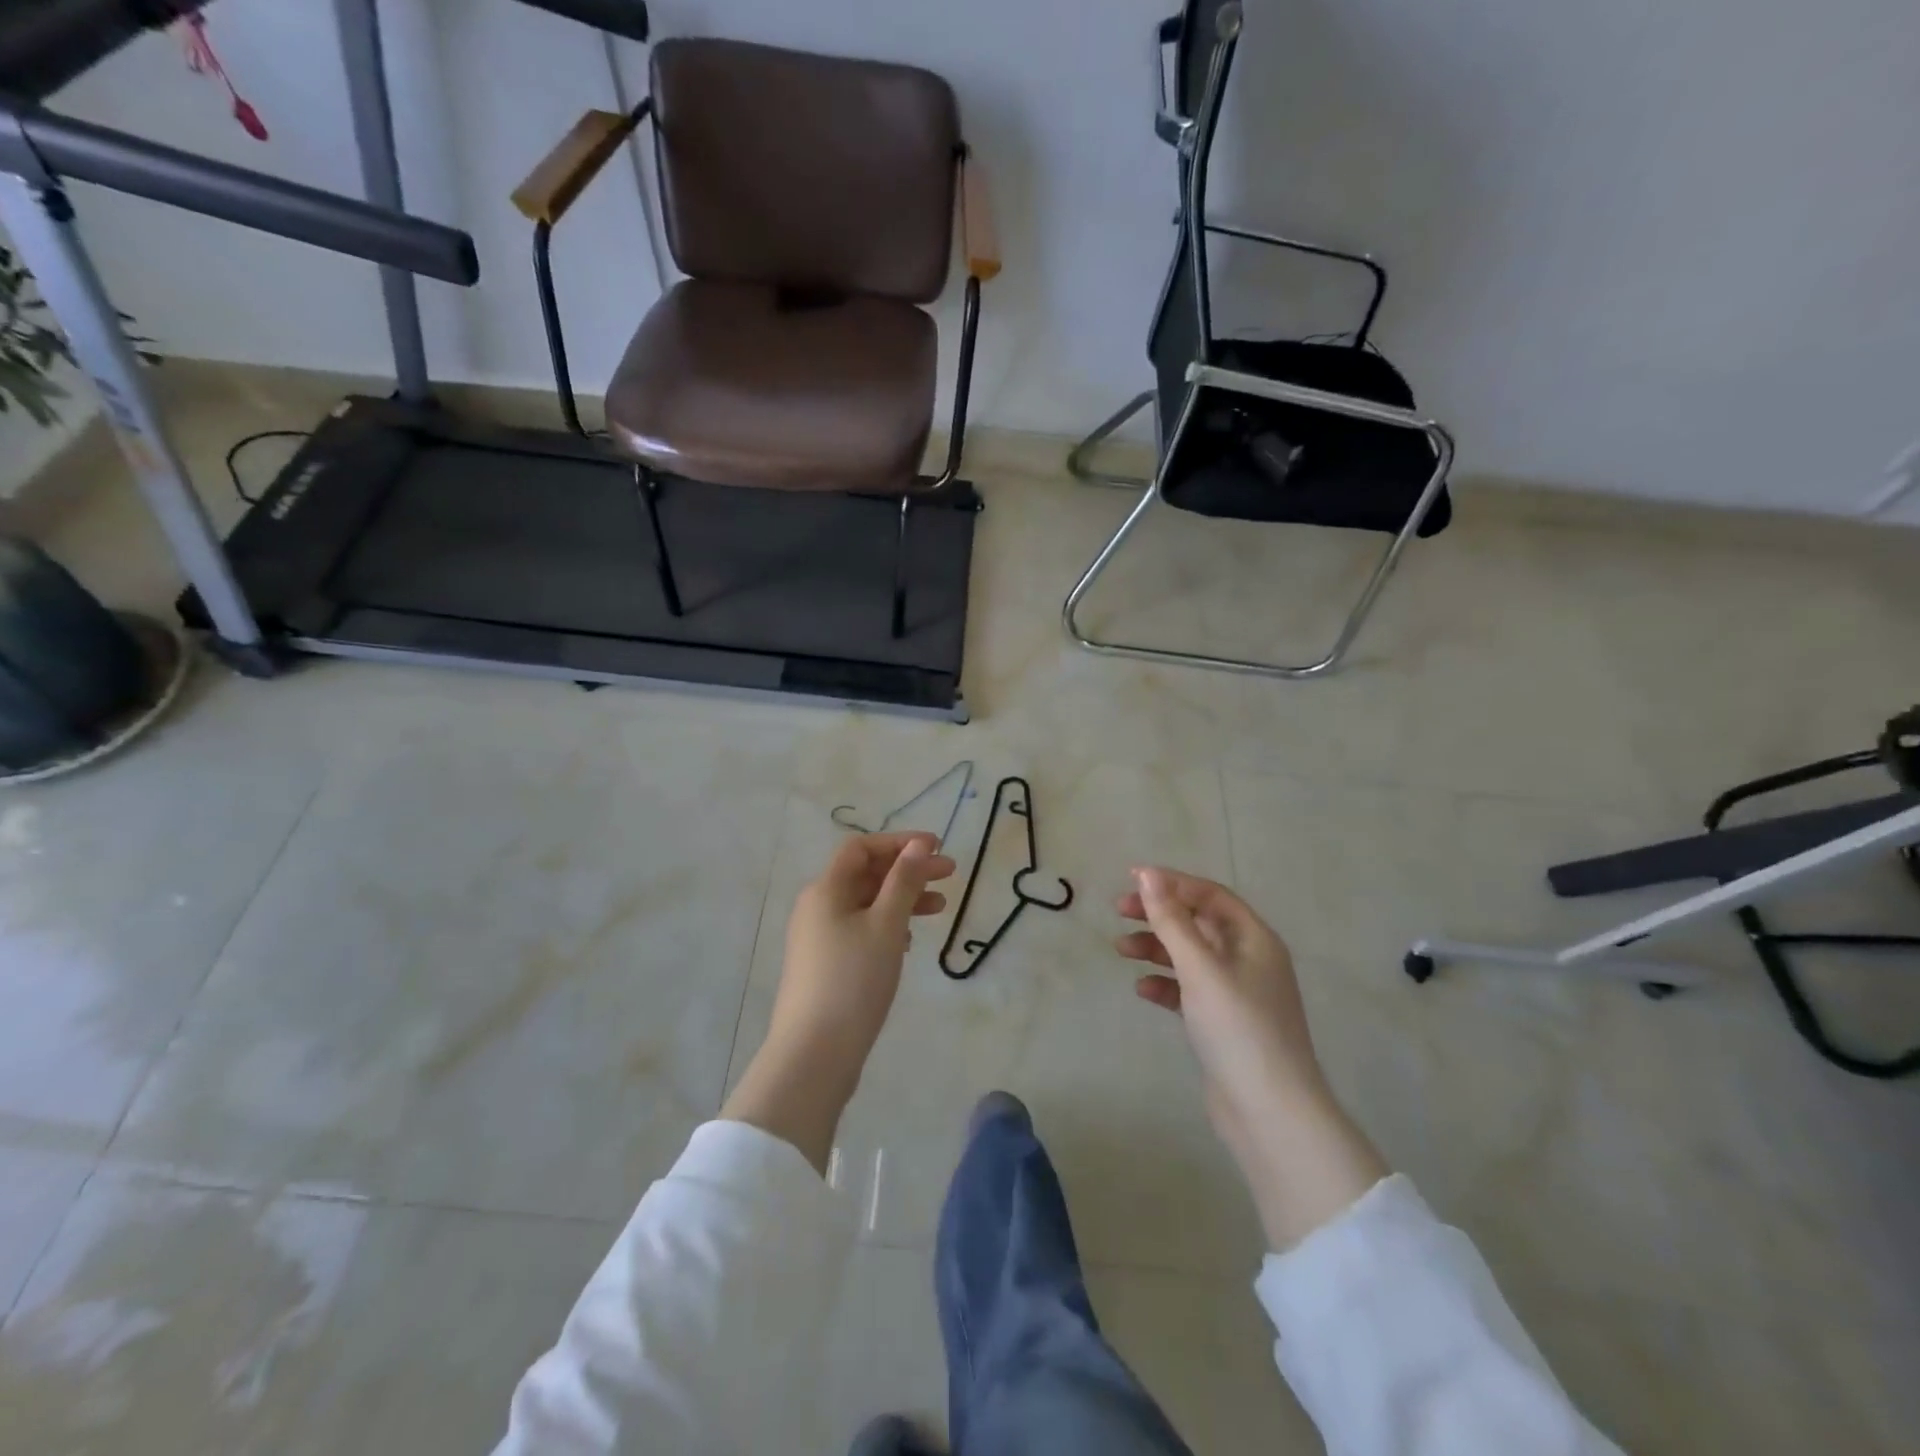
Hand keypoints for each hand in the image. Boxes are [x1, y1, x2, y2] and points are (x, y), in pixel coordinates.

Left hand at [722, 833, 954, 1172]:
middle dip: (908, 871)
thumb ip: (904, 881)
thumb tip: (918, 845)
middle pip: (866, 874)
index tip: (937, 848)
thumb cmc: (853, 980)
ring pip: (866, 904)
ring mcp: (818, 938)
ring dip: (902, 899)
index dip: (900, 843)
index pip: (861, 848)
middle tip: (950, 875)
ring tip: (940, 908)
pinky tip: (908, 941)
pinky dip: (887, 925)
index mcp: (826, 890)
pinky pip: (860, 930)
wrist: (814, 1054)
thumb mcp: (886, 925)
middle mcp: (817, 907)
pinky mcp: (825, 965)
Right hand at [1119, 867, 1386, 1249]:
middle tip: (1119, 910)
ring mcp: (1238, 993)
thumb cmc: (1238, 1029)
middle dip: (1159, 914)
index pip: (1210, 896)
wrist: (1270, 1112)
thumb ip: (1172, 921)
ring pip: (1191, 956)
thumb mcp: (1201, 968)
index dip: (1171, 883)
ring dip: (1157, 948)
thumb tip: (1148, 875)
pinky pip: (1189, 990)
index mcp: (1254, 939)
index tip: (1131, 878)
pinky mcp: (1224, 1023)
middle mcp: (1249, 960)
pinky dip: (1165, 984)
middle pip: (1198, 923)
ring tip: (1121, 950)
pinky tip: (1142, 990)